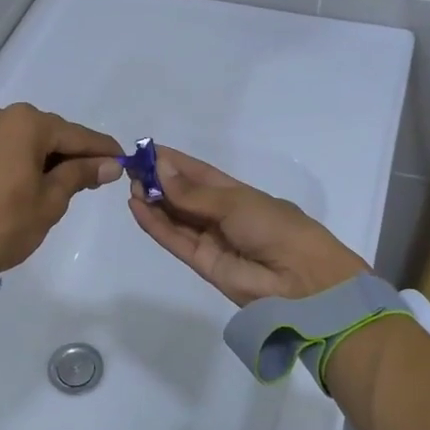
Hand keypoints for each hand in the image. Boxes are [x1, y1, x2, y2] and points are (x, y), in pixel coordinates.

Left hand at [0, 104, 121, 281]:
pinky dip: (30, 160)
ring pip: (31, 140)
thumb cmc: (1, 225)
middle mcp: (4, 116)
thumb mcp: (49, 202)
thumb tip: (110, 164)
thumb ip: (79, 176)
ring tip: (74, 184)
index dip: (103, 150)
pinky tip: (42, 180)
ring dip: (53, 158)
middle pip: (53, 133)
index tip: (126, 161)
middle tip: (101, 178)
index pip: (77, 135)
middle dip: (77, 154)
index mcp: (26, 124)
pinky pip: (11, 147)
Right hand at [127, 147, 367, 305]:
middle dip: (159, 182)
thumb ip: (193, 193)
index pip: (199, 174)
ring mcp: (210, 240)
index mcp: (238, 194)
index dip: (174, 163)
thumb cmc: (274, 226)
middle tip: (132, 169)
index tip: (146, 151)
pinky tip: (137, 207)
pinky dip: (155, 225)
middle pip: (183, 196)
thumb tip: (160, 169)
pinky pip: (174, 240)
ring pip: (175, 218)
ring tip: (130, 186)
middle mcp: (221, 215)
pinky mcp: (201, 263)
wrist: (299, 278)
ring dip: (153, 202)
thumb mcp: (234, 201)